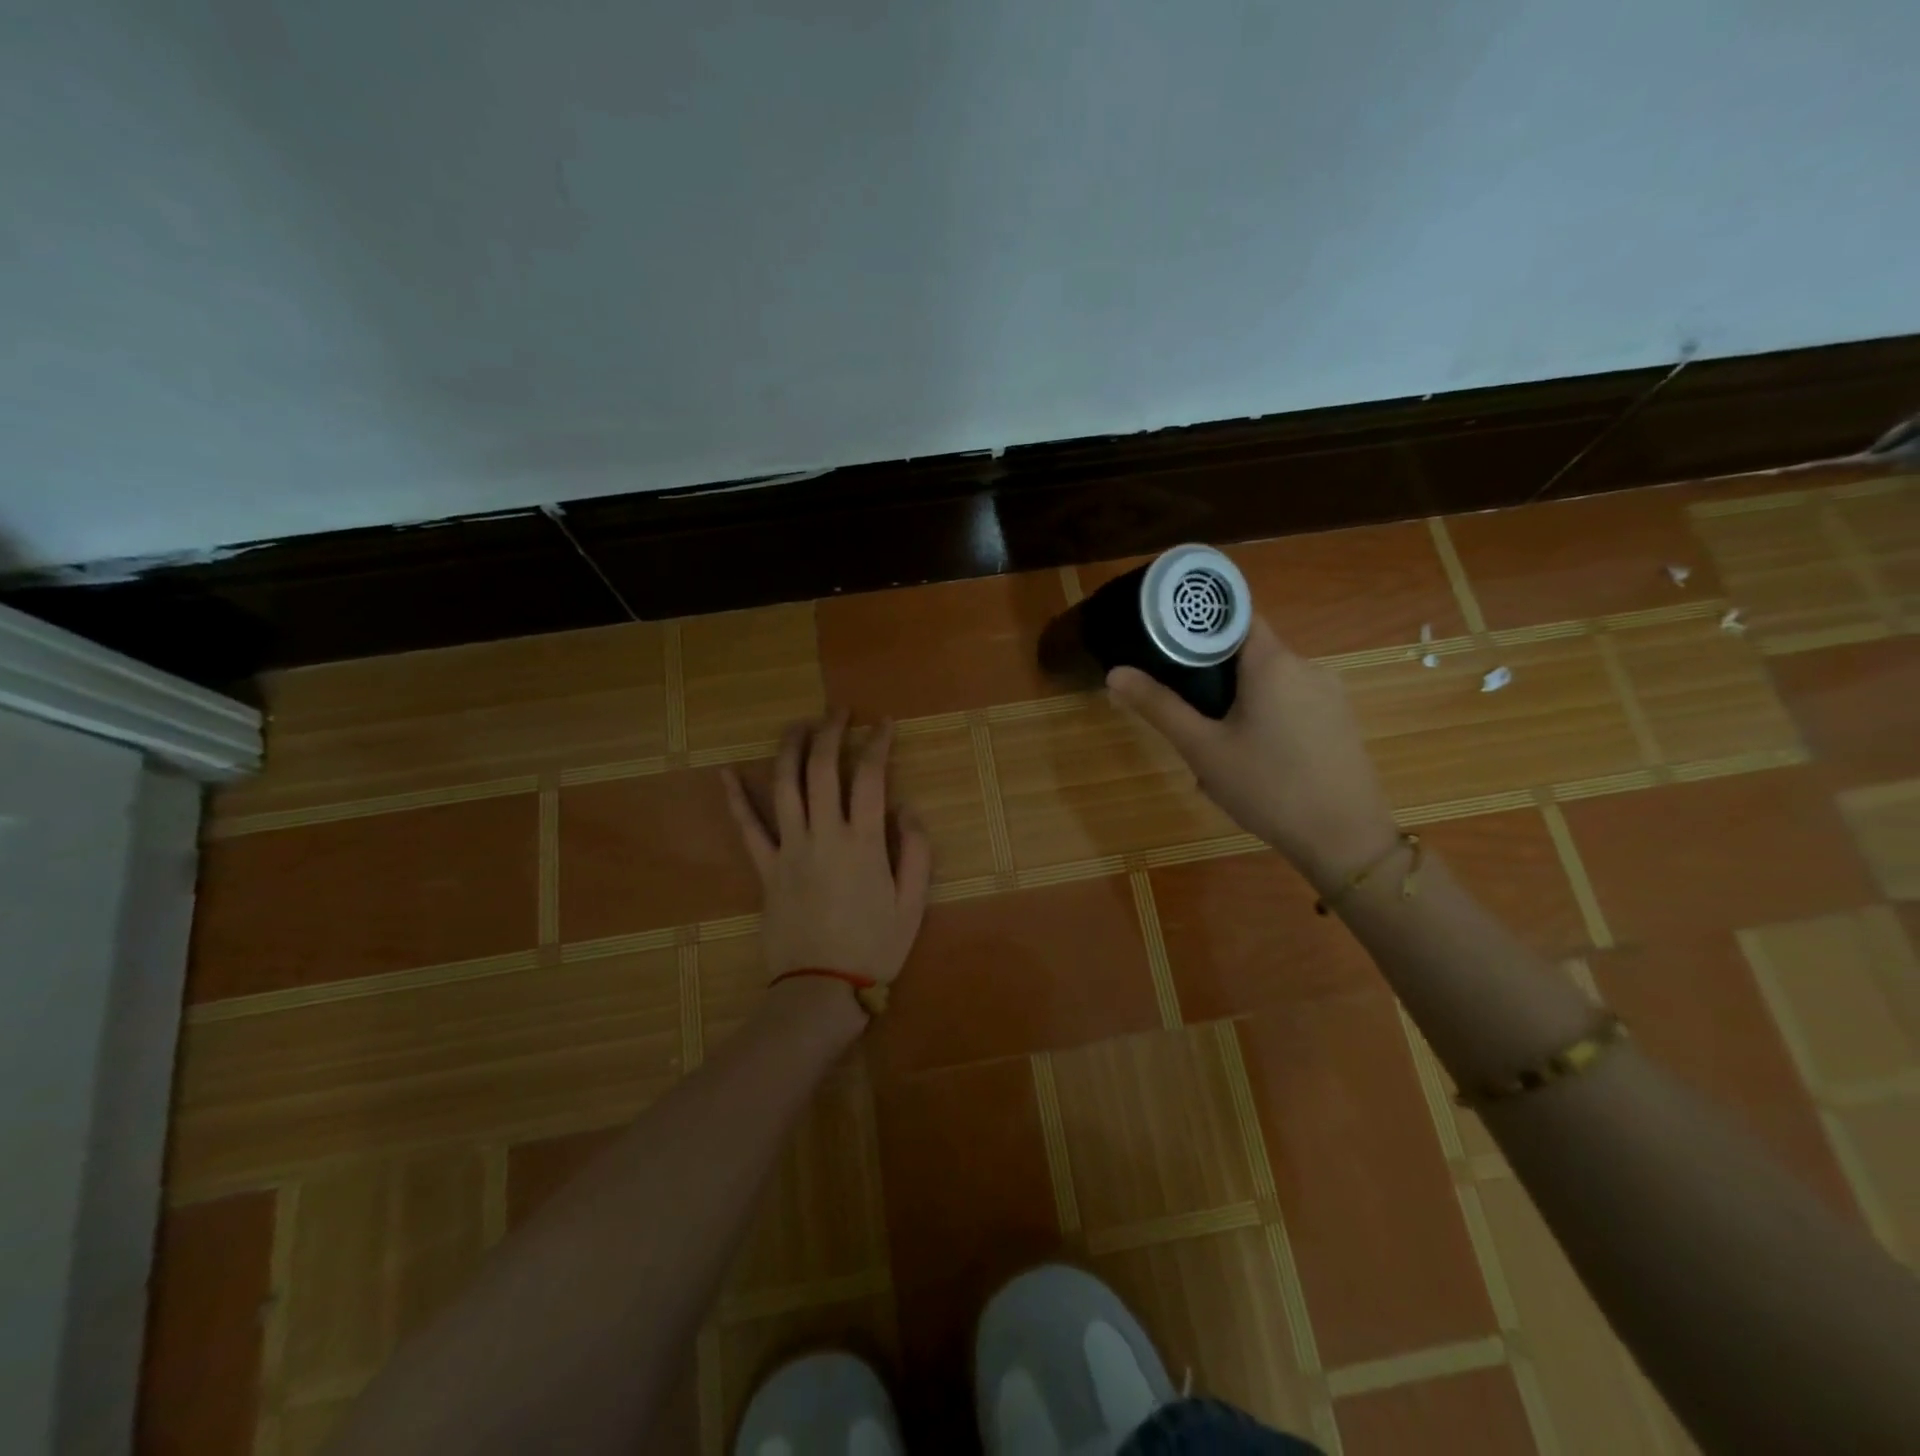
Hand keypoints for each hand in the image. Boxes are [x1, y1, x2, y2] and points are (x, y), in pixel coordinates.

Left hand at [721, 711, 932, 987]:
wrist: (821, 989)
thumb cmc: (874, 947)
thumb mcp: (912, 903)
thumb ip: (914, 851)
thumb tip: (905, 807)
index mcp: (863, 842)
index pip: (869, 776)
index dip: (876, 743)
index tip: (882, 724)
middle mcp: (823, 834)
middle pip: (822, 768)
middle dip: (830, 731)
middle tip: (837, 711)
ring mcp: (789, 849)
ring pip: (784, 785)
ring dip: (790, 748)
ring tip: (798, 724)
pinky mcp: (765, 868)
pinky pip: (747, 828)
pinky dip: (736, 798)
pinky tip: (727, 773)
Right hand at [1107, 617, 1397, 887]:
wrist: (1345, 839)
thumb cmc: (1267, 787)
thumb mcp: (1203, 749)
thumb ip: (1159, 707)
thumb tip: (1115, 673)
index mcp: (1273, 662)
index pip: (1235, 615)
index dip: (1201, 623)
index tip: (1169, 643)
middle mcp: (1306, 666)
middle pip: (1249, 653)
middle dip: (1214, 677)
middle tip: (1186, 713)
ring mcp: (1329, 694)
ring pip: (1270, 684)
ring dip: (1238, 704)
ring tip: (1215, 747)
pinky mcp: (1340, 721)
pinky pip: (1291, 706)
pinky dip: (1265, 720)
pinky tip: (1252, 763)